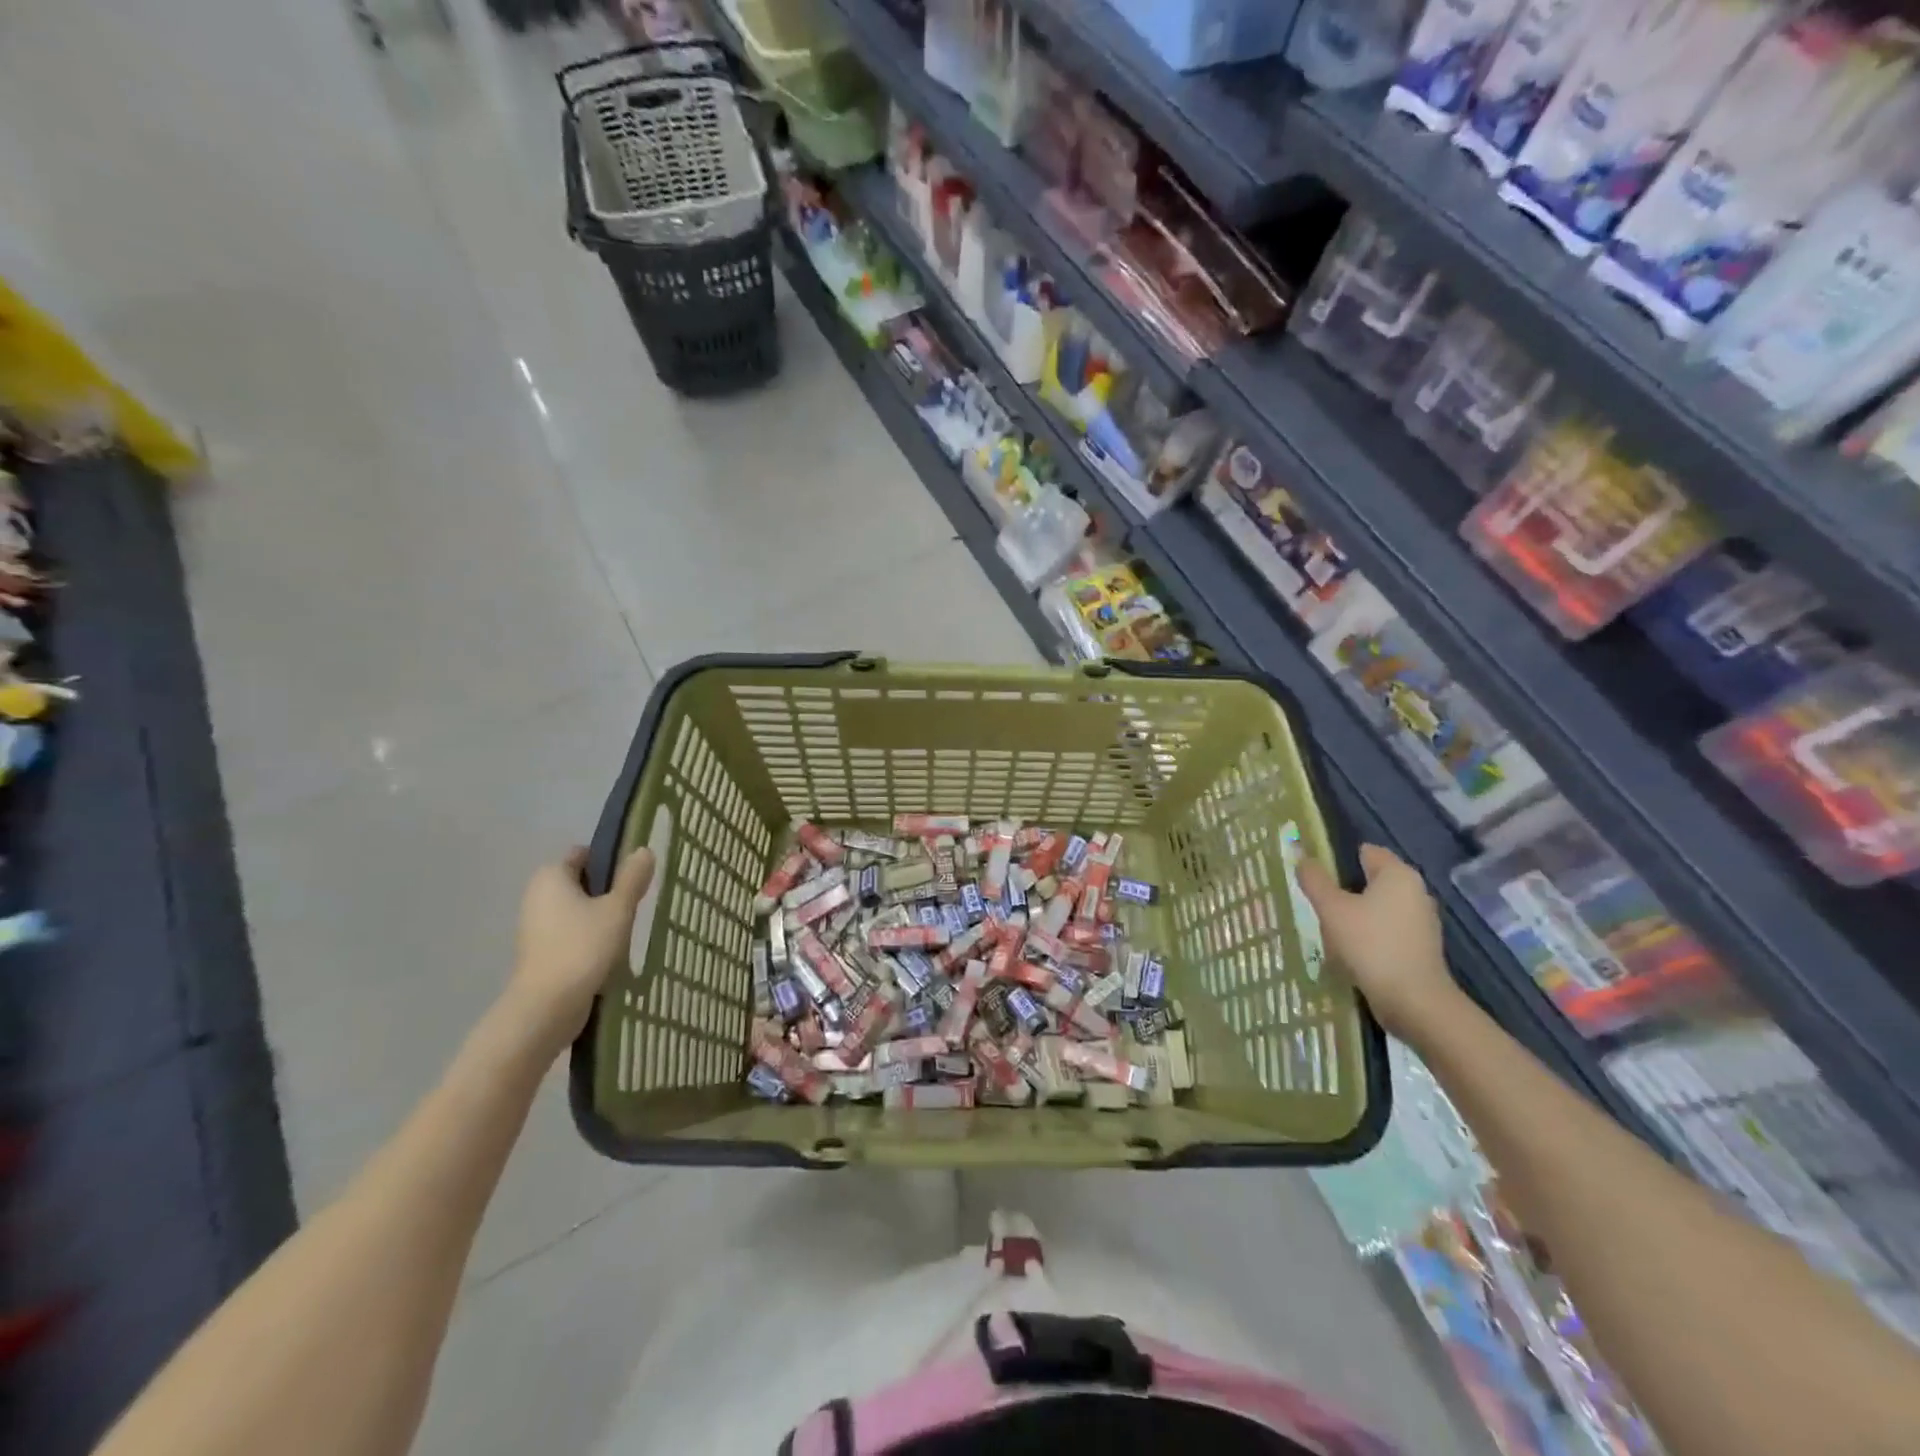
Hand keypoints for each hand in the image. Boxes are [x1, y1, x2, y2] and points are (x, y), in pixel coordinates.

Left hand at [506, 847, 654, 1053]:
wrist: (547, 1007)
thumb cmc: (583, 947)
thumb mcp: (617, 909)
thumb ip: (632, 878)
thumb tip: (643, 850)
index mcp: (551, 876)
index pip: (583, 854)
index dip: (610, 860)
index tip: (634, 876)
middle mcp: (537, 896)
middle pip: (581, 883)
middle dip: (608, 892)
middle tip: (635, 904)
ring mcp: (535, 927)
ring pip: (577, 911)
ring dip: (601, 918)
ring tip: (627, 931)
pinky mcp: (540, 953)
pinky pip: (571, 934)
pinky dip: (589, 939)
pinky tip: (611, 954)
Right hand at [1297, 843, 1462, 1042]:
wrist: (1414, 1001)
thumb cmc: (1371, 945)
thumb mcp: (1332, 909)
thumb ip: (1315, 880)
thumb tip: (1302, 857)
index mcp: (1398, 874)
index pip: (1366, 851)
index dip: (1338, 857)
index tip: (1314, 874)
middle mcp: (1415, 891)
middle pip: (1372, 879)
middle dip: (1344, 887)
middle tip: (1315, 900)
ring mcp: (1421, 921)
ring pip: (1379, 906)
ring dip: (1356, 913)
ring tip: (1328, 926)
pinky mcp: (1420, 947)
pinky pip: (1387, 929)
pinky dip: (1369, 934)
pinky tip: (1349, 949)